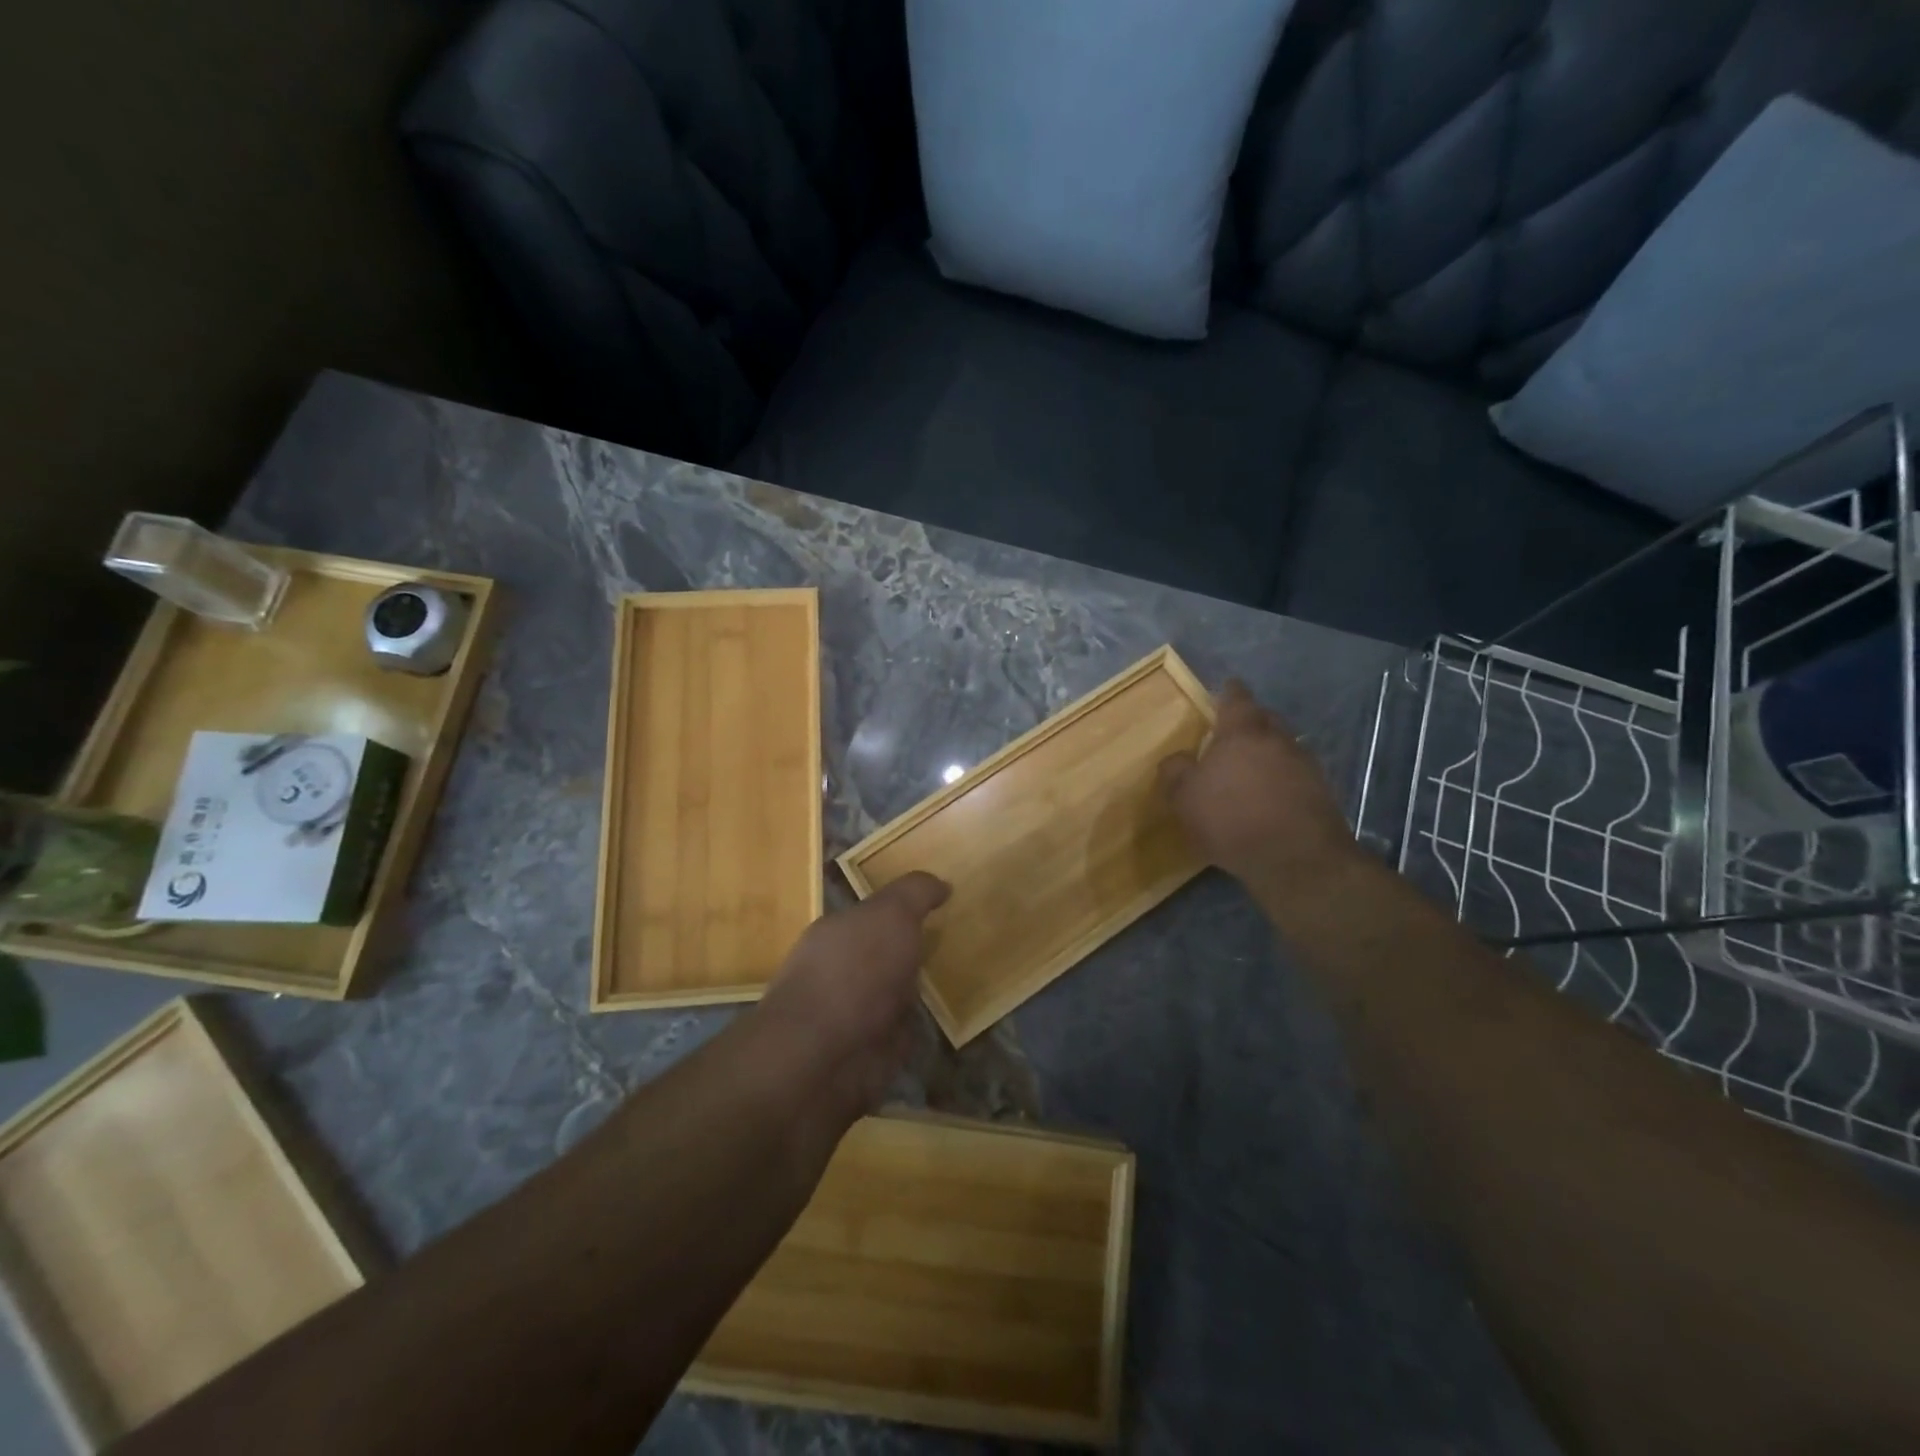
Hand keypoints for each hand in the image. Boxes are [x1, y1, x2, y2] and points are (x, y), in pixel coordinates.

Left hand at [752, 871, 950, 1121]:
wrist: (824, 1056)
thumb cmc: (854, 971)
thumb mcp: (891, 913)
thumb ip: (915, 893)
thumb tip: (941, 884)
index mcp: (838, 930)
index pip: (875, 912)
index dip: (906, 907)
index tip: (942, 905)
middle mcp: (842, 969)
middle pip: (885, 953)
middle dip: (913, 949)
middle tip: (958, 941)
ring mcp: (853, 1014)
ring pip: (894, 993)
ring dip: (918, 990)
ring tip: (959, 979)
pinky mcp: (868, 1054)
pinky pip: (902, 1032)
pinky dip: (919, 1027)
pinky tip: (945, 1019)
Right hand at [1158, 680, 1358, 888]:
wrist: (1296, 860)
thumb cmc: (1231, 818)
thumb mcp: (1185, 798)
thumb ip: (1176, 772)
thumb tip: (1177, 759)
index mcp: (1243, 732)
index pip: (1237, 699)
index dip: (1229, 692)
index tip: (1226, 688)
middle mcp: (1278, 739)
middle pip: (1265, 719)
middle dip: (1251, 721)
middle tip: (1233, 734)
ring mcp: (1305, 765)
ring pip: (1283, 747)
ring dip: (1268, 754)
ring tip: (1249, 772)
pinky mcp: (1322, 793)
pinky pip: (1295, 775)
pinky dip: (1282, 780)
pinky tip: (1269, 799)